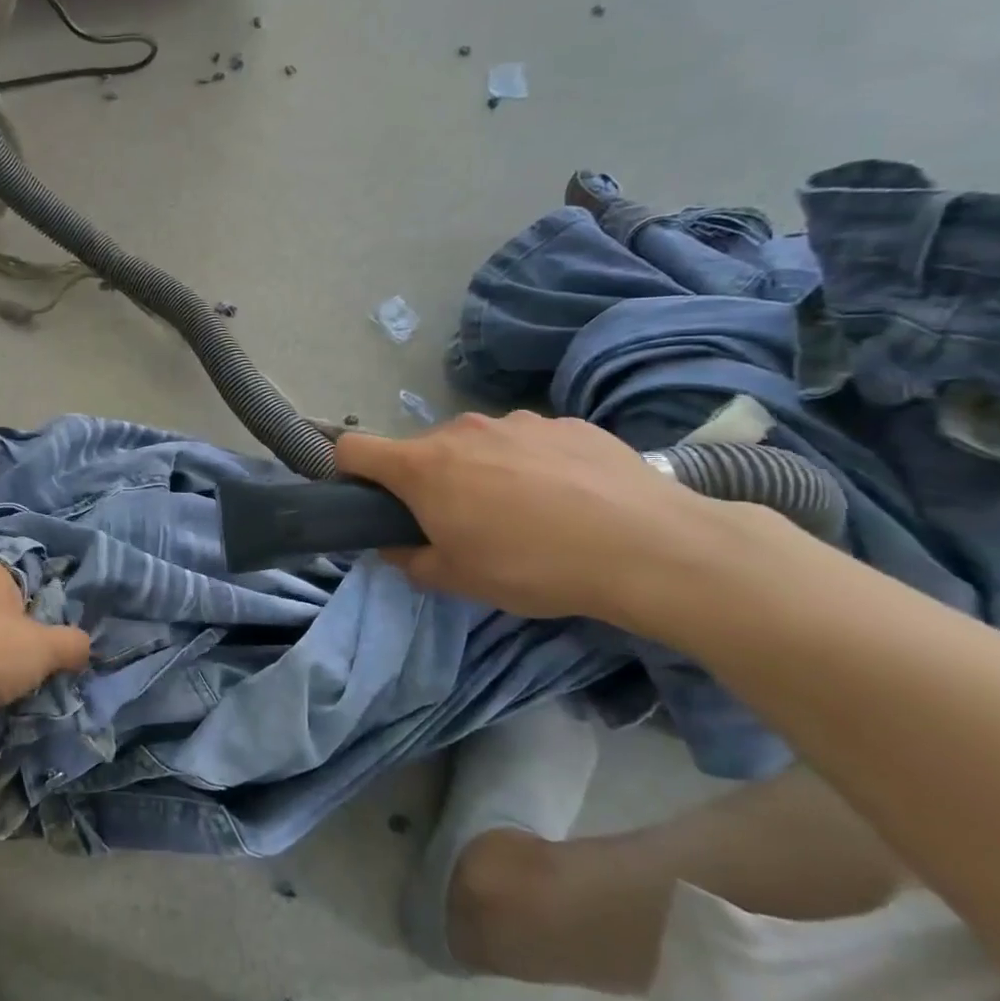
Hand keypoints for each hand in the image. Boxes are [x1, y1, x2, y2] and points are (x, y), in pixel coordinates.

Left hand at [0, 561, 90, 744]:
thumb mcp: (48, 645)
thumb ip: (73, 643)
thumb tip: (85, 647)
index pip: (27, 579)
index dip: (45, 605)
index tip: (58, 632)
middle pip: (7, 612)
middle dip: (25, 636)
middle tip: (47, 659)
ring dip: (4, 661)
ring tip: (25, 683)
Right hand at [336, 411, 720, 622]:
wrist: (650, 547)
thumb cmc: (533, 565)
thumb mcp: (457, 579)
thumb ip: (410, 561)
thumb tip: (395, 546)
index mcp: (423, 467)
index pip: (353, 449)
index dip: (350, 473)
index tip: (370, 500)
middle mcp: (461, 430)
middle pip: (422, 450)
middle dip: (429, 482)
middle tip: (464, 524)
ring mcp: (517, 421)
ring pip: (477, 444)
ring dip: (482, 471)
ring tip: (528, 513)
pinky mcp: (568, 422)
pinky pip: (528, 441)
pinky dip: (532, 465)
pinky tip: (571, 500)